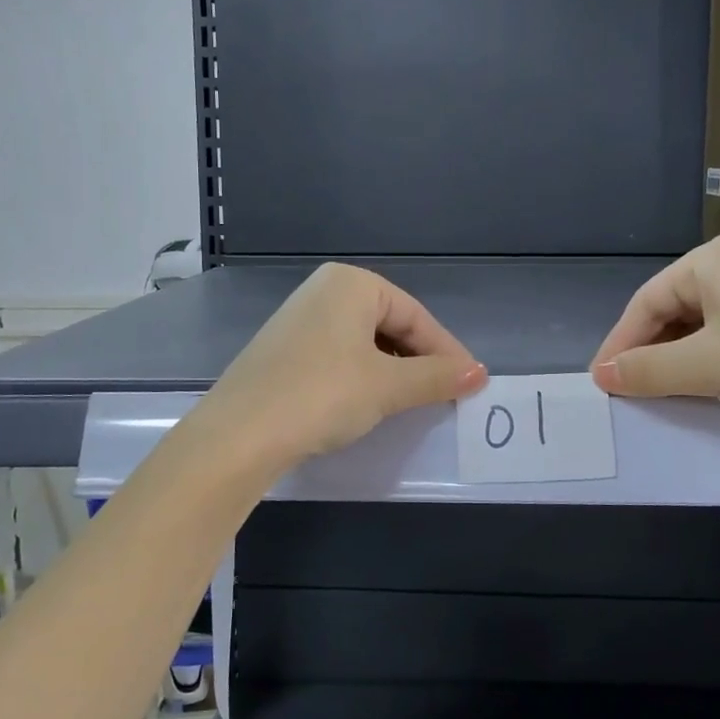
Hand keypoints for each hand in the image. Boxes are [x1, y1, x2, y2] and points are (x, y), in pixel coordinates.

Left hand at [199, 263, 486, 466]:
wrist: (239, 435)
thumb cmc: (323, 395)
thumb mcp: (388, 386)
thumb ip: (437, 376)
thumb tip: (480, 373)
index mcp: (352, 283)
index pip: (416, 316)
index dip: (446, 351)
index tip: (470, 384)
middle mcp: (324, 290)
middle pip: (390, 325)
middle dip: (419, 360)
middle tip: (443, 394)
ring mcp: (299, 319)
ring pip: (365, 342)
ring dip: (393, 371)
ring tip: (411, 402)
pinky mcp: (283, 350)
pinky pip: (338, 356)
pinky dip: (362, 376)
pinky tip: (368, 403)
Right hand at [590, 235, 719, 435]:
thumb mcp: (707, 367)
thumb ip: (647, 370)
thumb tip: (600, 374)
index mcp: (711, 260)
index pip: (646, 302)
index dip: (620, 345)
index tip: (601, 384)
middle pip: (670, 312)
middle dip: (648, 354)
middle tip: (629, 393)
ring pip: (698, 327)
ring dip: (676, 362)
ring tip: (661, 396)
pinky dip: (707, 363)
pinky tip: (703, 389)